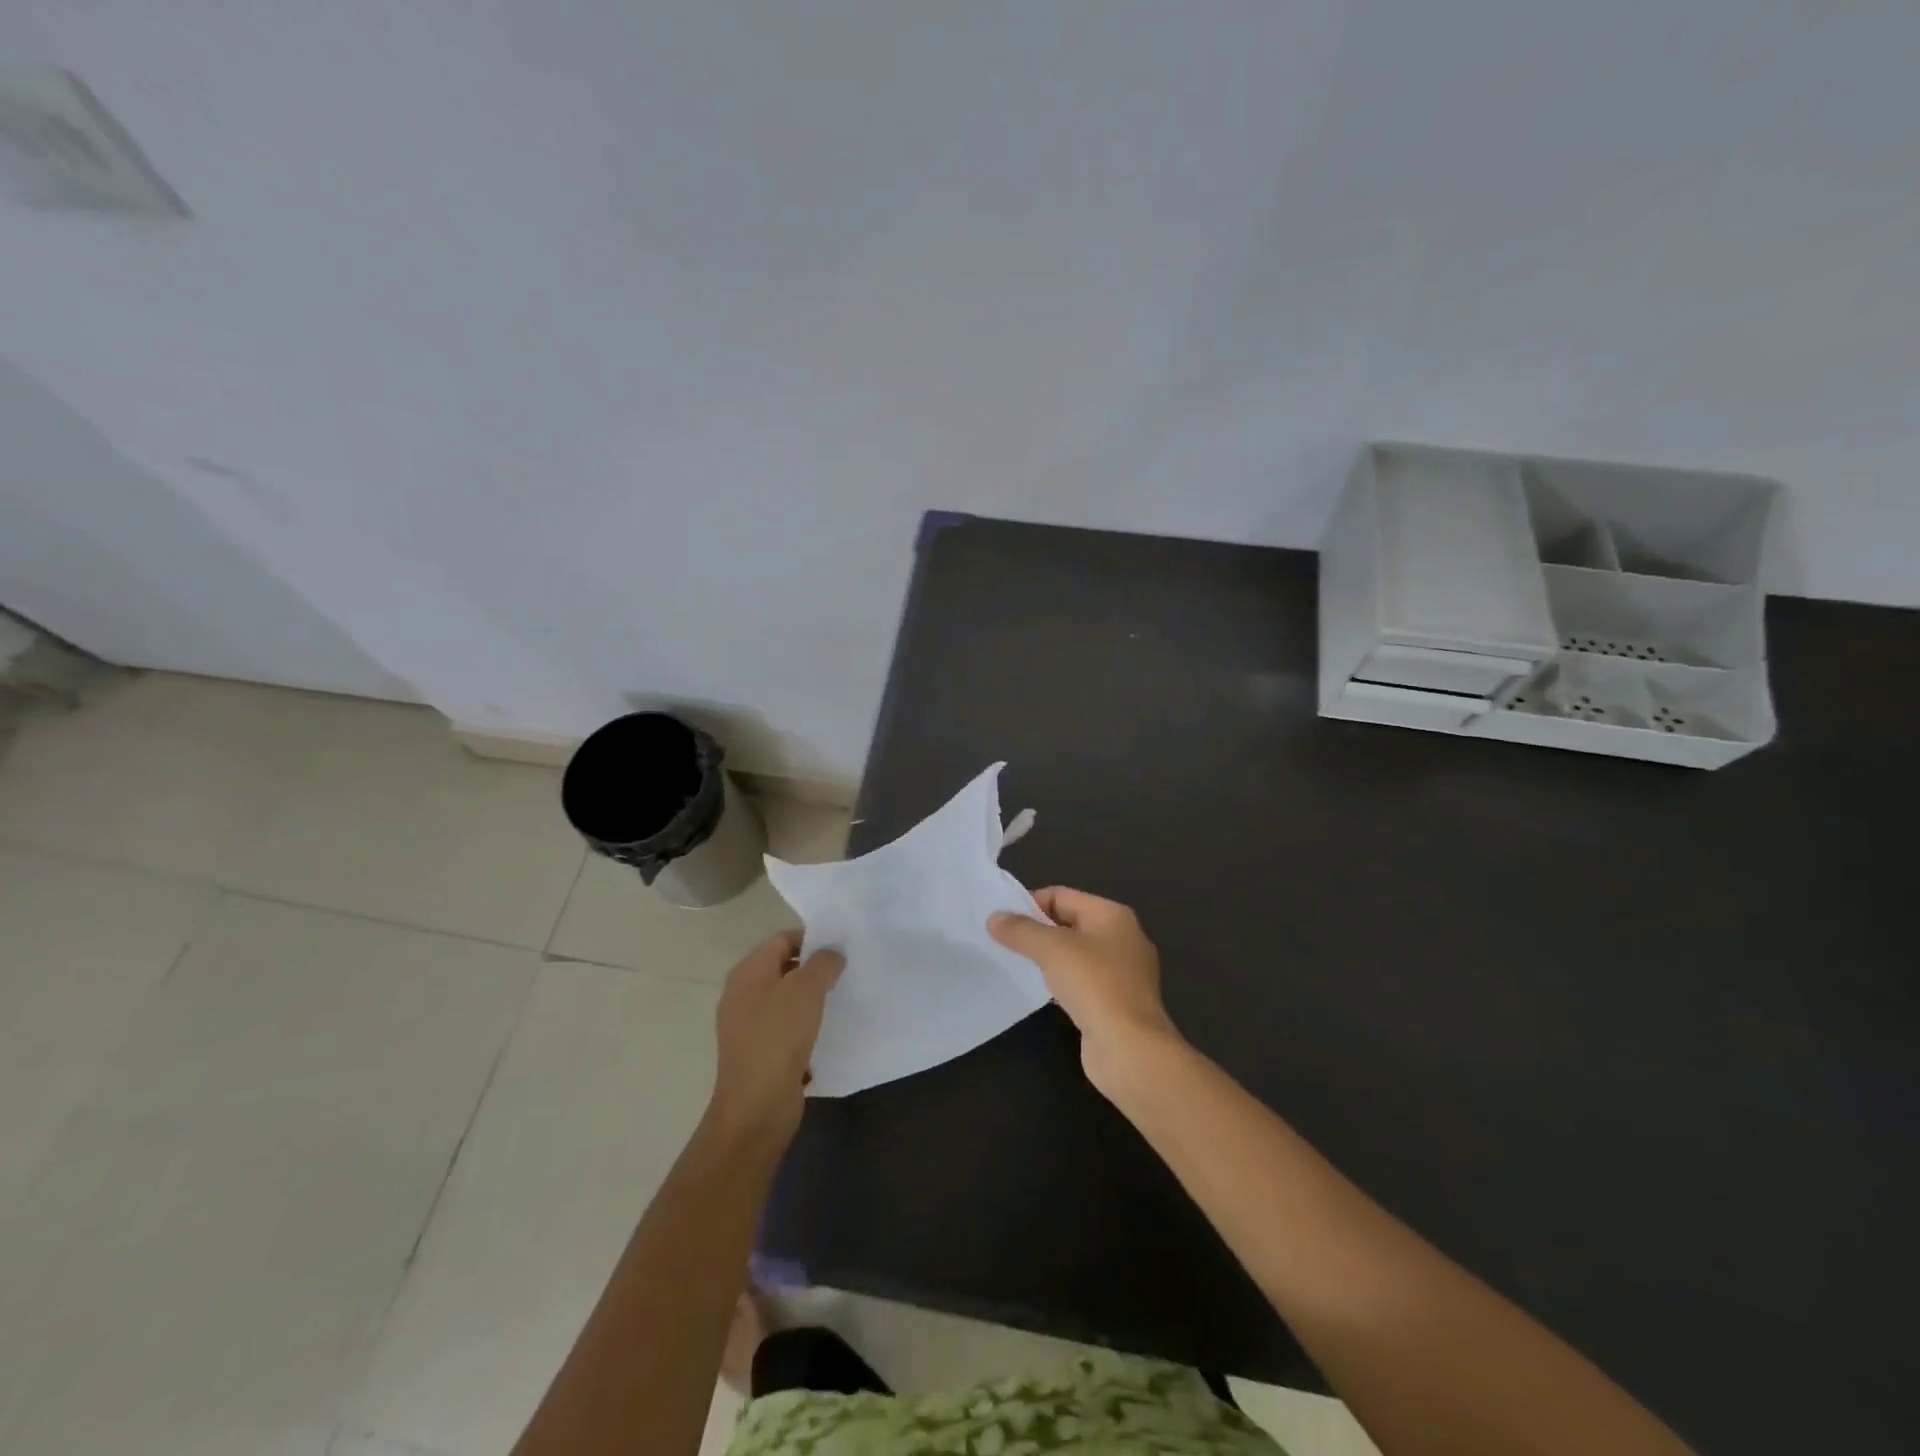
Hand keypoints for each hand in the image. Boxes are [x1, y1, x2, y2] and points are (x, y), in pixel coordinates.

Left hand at [708, 930, 842, 1145]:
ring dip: (810, 998)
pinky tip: (826, 1031)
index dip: (811, 939)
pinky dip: (804, 1025)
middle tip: (844, 972)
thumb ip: (823, 963)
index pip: (781, 939)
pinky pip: (785, 1027)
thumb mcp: (807, 989)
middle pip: (782, 968)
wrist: (757, 1106)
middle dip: (813, 968)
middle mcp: (742, 994)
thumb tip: (832, 953)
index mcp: (748, 972)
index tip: (840, 948)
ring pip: (785, 999)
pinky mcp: (758, 1052)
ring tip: (840, 999)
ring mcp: (747, 1025)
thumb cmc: (779, 1037)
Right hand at [990, 887, 1183, 1099]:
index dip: (1030, 903)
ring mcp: (1124, 972)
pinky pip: (1083, 980)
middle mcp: (1123, 937)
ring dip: (1049, 957)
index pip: (1062, 895)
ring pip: (1076, 953)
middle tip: (1005, 942)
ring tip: (1018, 965)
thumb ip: (1020, 930)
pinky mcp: (1118, 1001)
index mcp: (1113, 915)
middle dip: (1038, 930)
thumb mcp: (1051, 949)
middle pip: (1070, 922)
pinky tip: (1043, 992)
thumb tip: (994, 918)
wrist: (1130, 1048)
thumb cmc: (1094, 985)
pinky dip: (1062, 981)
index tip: (1002, 921)